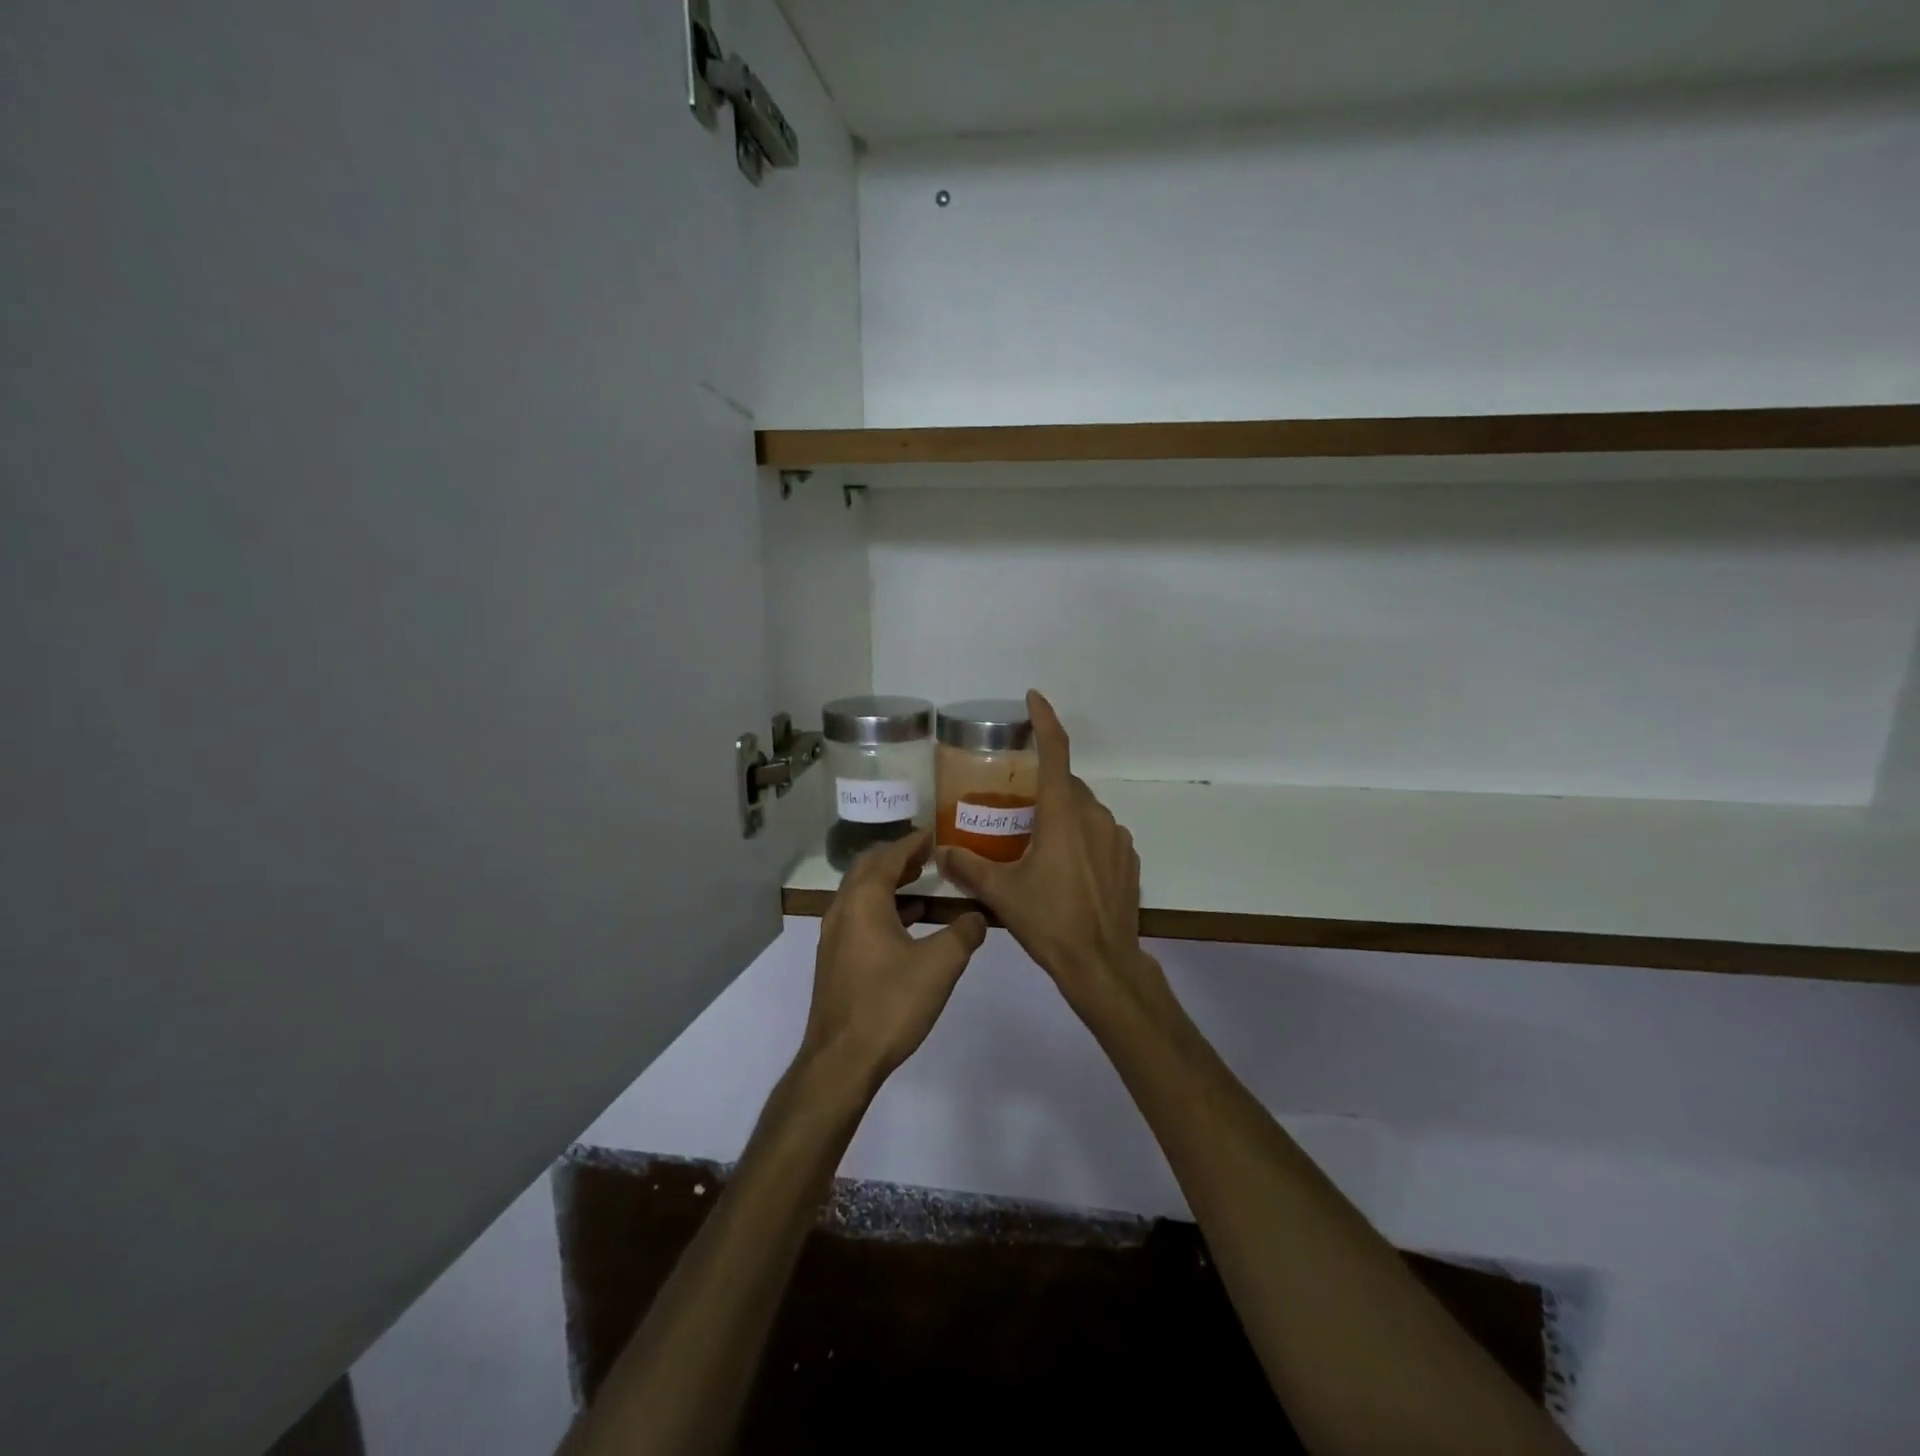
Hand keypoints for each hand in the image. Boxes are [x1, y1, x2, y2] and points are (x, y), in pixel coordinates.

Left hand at [802, 829, 986, 1086]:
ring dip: (890, 883)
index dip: (913, 843)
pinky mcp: (835, 961)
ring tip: (922, 882)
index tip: (935, 833)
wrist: (841, 1060)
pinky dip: (884, 908)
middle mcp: (842, 910)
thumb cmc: (890, 1004)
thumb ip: (964, 934)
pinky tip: (908, 923)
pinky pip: (860, 917)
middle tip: (927, 854)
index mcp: (863, 901)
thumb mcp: (940, 965)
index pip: (889, 856)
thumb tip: (979, 916)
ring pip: (862, 894)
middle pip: (868, 869)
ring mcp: (834, 937)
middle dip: (898, 857)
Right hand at [937, 690, 1161, 1017]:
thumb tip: (941, 851)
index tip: (1034, 698)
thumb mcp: (1002, 894)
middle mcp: (1094, 816)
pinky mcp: (1128, 859)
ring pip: (1084, 810)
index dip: (1044, 720)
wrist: (1102, 964)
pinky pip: (1101, 834)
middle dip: (1042, 789)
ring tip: (1038, 847)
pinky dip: (1082, 839)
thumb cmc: (1050, 922)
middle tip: (1015, 812)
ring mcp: (1117, 837)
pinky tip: (1067, 870)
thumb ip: (968, 867)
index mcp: (1062, 815)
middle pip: (1065, 785)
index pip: (1055, 752)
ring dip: (1062, 816)